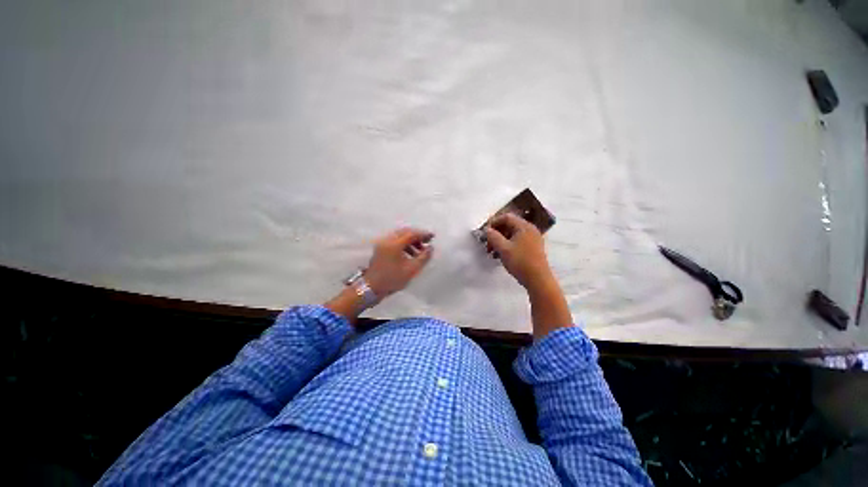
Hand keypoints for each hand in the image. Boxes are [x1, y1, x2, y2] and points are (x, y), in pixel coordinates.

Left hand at [364, 227, 433, 300]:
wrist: (371, 288)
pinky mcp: (380, 249)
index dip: (423, 234)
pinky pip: (395, 241)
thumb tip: (430, 247)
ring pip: (400, 236)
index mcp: (394, 244)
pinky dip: (404, 244)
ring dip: (411, 240)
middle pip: (405, 232)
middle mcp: (387, 240)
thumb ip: (423, 257)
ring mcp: (382, 244)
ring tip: (420, 251)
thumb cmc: (392, 279)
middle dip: (417, 235)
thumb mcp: (412, 269)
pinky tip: (410, 254)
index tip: (432, 236)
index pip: (411, 234)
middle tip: (427, 241)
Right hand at [484, 213, 553, 289]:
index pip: (506, 217)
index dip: (494, 222)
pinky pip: (517, 241)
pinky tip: (501, 255)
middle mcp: (530, 230)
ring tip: (492, 251)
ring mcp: (533, 239)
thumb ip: (493, 237)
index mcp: (524, 227)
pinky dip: (508, 245)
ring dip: (501, 240)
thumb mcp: (503, 249)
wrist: (538, 280)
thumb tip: (487, 230)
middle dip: (496, 233)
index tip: (485, 232)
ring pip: (513, 234)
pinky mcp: (533, 248)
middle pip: (509, 225)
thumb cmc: (520, 262)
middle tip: (488, 244)